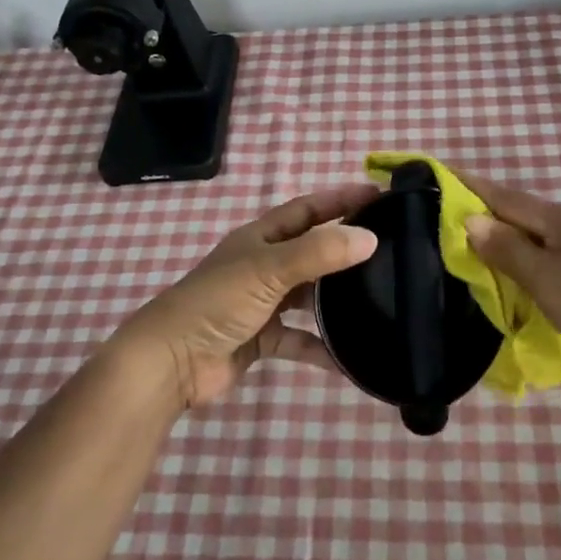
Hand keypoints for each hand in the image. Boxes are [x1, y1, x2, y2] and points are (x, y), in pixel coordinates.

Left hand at [109, 183, 380, 410]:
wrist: (171, 362)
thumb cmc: (217, 302)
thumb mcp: (269, 269)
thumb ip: (319, 253)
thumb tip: (370, 238)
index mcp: (261, 238)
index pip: (308, 209)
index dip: (340, 200)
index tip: (379, 197)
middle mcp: (263, 265)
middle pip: (312, 251)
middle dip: (345, 249)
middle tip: (389, 250)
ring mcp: (262, 303)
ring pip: (308, 296)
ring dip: (336, 300)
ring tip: (378, 299)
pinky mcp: (262, 339)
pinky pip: (300, 340)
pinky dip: (322, 348)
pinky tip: (350, 358)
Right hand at [458, 171, 560, 389]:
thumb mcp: (546, 279)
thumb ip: (507, 249)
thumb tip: (470, 220)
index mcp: (558, 218)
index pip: (502, 196)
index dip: (469, 185)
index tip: (437, 173)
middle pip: (515, 214)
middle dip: (480, 212)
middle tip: (438, 218)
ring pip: (529, 238)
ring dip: (499, 240)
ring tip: (463, 247)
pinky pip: (543, 259)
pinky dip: (519, 262)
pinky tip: (506, 276)